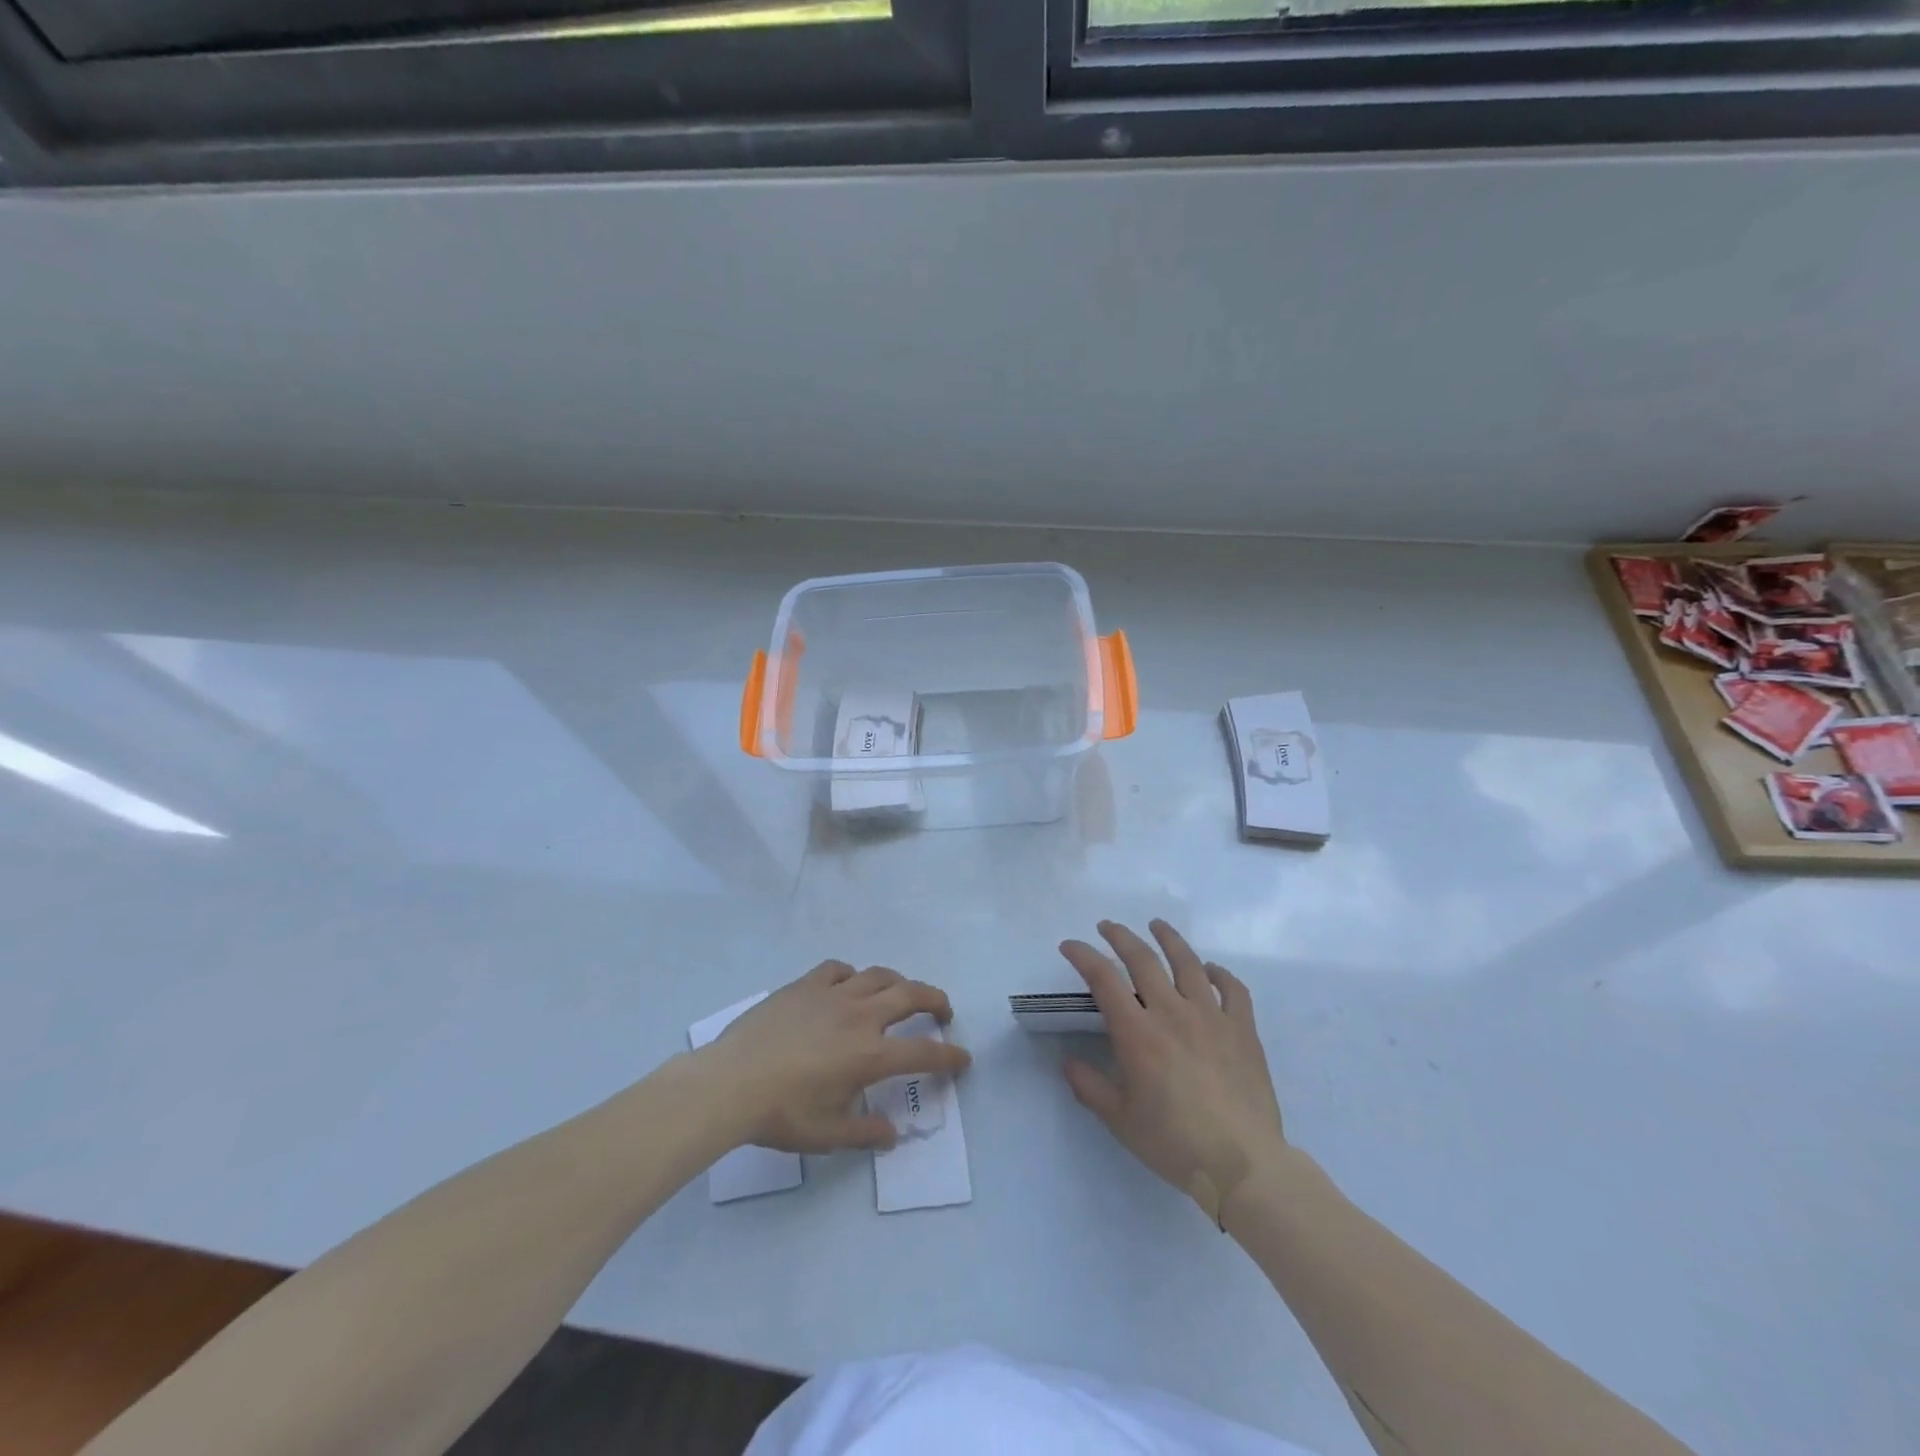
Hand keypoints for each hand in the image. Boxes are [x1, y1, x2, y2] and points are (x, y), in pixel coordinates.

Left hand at [700, 961, 970, 1153]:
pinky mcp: (805, 985)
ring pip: (878, 975)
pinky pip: (838, 969)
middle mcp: (860, 1017)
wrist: (731, 1082)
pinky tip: (848, 985)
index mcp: (870, 1056)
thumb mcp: (827, 1135)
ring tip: (901, 992)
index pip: (923, 1053)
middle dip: (935, 1000)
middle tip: (943, 1011)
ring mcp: (832, 995)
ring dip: (898, 982)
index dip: (949, 1056)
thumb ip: (865, 1135)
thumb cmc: (781, 1114)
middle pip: (911, 995)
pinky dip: (852, 975)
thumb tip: (893, 1134)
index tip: (963, 1059)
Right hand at [1059, 919, 1284, 1221]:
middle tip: (1107, 926)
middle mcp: (1172, 1012)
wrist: (1243, 1166)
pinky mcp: (1243, 1030)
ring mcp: (1212, 1017)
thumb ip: (1089, 1086)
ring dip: (1168, 939)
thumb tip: (1068, 1061)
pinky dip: (1220, 974)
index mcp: (1138, 1033)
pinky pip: (1233, 989)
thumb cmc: (1174, 1143)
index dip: (1083, 955)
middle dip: (1120, 936)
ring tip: (1156, 925)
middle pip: (1143, 959)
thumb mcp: (1120, 1120)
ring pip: (1188, 963)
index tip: (1069, 946)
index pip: (1103, 978)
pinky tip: (1211, 970)